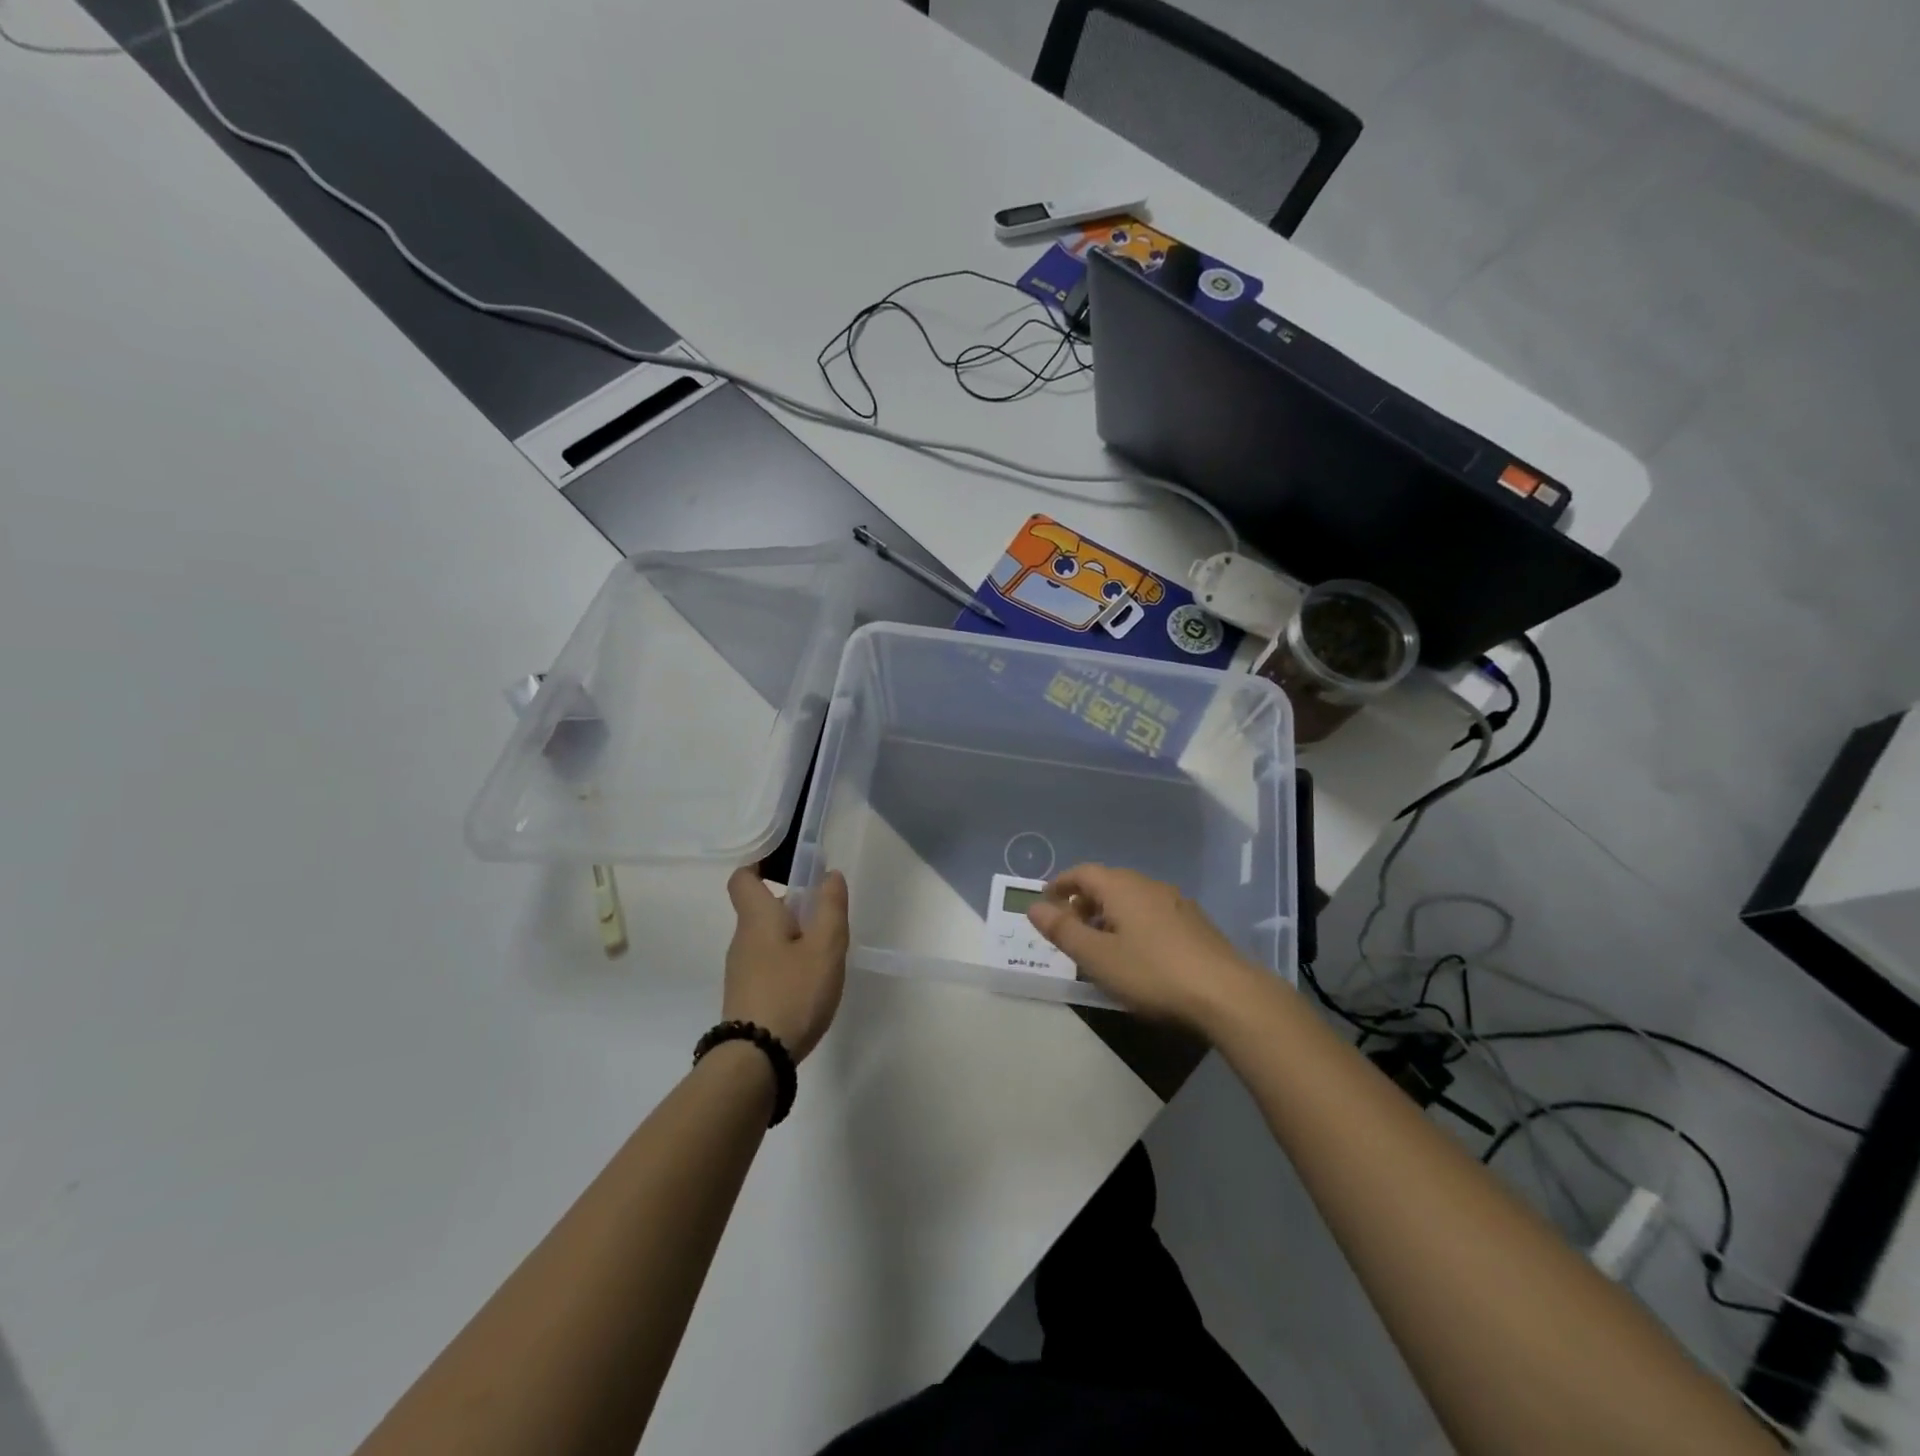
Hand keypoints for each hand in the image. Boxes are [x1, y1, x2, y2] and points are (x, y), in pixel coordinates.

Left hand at [722, 866, 848, 1061]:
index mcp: (757, 919)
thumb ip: (831, 908)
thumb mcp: (826, 947)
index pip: (743, 878)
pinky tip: (809, 984)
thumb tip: (829, 875)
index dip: (761, 865)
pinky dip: (787, 963)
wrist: (756, 1059)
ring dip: (793, 938)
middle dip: (793, 907)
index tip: (789, 867)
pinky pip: (767, 964)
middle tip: (827, 919)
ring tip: (825, 956)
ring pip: (767, 938)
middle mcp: (742, 939)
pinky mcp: (745, 996)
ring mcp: (741, 970)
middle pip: (762, 908)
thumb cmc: (793, 992)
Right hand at [1026, 864, 1264, 1034]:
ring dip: (1109, 913)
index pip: (1082, 872)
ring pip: (1131, 898)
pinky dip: (1132, 923)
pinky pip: (1152, 912)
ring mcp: (1177, 902)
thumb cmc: (1152, 972)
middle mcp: (1148, 885)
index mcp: (1122, 887)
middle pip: (1108, 882)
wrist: (1227, 994)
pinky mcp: (1195, 923)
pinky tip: (1136, 953)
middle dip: (1084, 900)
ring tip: (1099, 943)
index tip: (1045, 901)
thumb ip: (1063, 930)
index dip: (1060, 883)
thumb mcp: (1097, 957)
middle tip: (1069, 926)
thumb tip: (1033, 906)